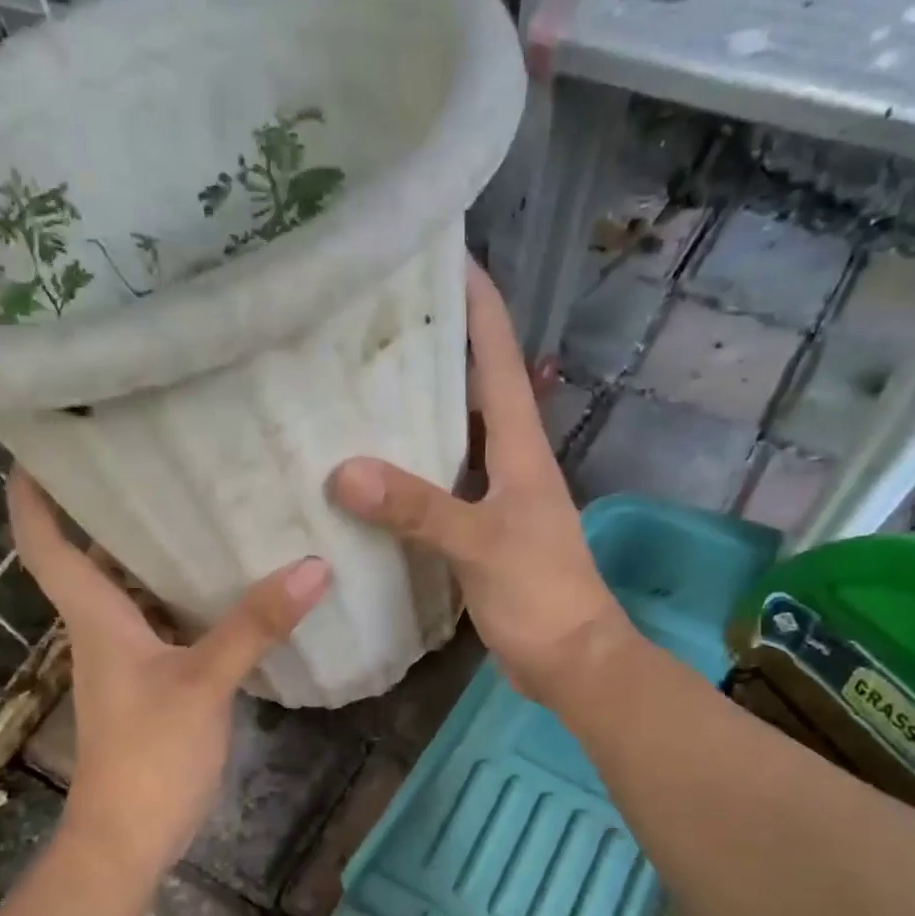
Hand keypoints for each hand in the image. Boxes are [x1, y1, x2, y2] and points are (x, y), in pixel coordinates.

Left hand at [7, 470, 330, 880]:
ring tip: (200, 503)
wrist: (128, 837)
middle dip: (112, 507)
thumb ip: (254, 626)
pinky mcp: (151, 683)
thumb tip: (313, 566)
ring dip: (153, 551)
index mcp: (95, 617)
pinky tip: (228, 583)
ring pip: (132, 589)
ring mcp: (126, 659)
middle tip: (155, 456)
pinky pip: (163, 621)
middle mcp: (102, 629)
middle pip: (92, 556)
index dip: (33, 494)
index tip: (42, 444)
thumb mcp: (205, 684)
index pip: (45, 543)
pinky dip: (184, 596)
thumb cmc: (148, 755)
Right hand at [329, 261, 629, 704]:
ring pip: (451, 440)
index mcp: (521, 447)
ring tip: (356, 387)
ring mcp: (493, 499)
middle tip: (372, 321)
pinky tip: (367, 475)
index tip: (442, 255)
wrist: (570, 660)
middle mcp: (509, 462)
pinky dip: (406, 474)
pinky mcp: (477, 534)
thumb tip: (344, 472)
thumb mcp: (481, 544)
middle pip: (471, 389)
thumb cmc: (540, 594)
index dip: (477, 304)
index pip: (498, 357)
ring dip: (415, 414)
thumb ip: (419, 508)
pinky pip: (437, 487)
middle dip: (433, 350)